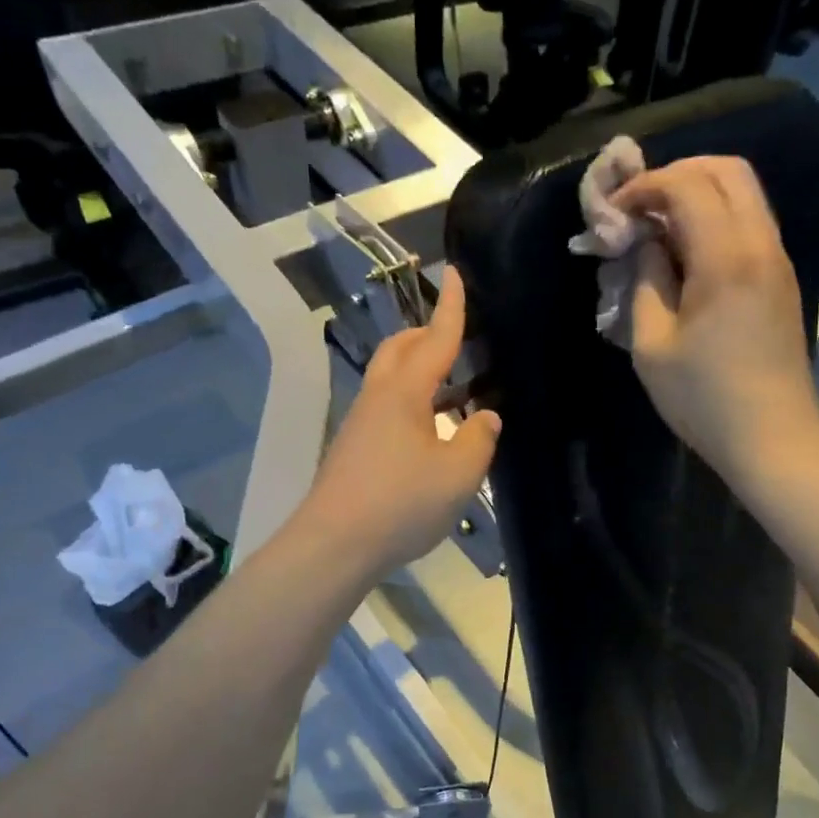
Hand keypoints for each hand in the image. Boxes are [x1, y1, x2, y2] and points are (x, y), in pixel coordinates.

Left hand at [299, 267, 501, 580]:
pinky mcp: (353, 450)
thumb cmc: (401, 504)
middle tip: (455, 339)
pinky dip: (411, 403)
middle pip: (400, 350)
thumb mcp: (458, 474)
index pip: (435, 339)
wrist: (334, 544)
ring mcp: (359, 424)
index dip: (451, 308)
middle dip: (426, 335)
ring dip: (419, 372)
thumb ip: (478, 440)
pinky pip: (386, 408)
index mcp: (404, 393)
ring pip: (390, 380)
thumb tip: (485, 417)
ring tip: (453, 390)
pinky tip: (429, 433)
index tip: (454, 273)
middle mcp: (377, 399)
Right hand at [611, 157, 818, 487]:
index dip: (645, 187)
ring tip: (658, 229)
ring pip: (744, 194)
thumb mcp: (653, 345)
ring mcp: (777, 260)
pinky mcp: (781, 279)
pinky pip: (750, 223)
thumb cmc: (704, 399)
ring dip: (698, 195)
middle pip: (727, 170)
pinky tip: (687, 254)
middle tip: (639, 208)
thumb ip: (645, 281)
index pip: (687, 185)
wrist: (773, 437)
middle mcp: (760, 244)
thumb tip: (646, 245)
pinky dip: (716, 219)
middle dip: (676, 175)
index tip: (615, 213)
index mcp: (726, 258)